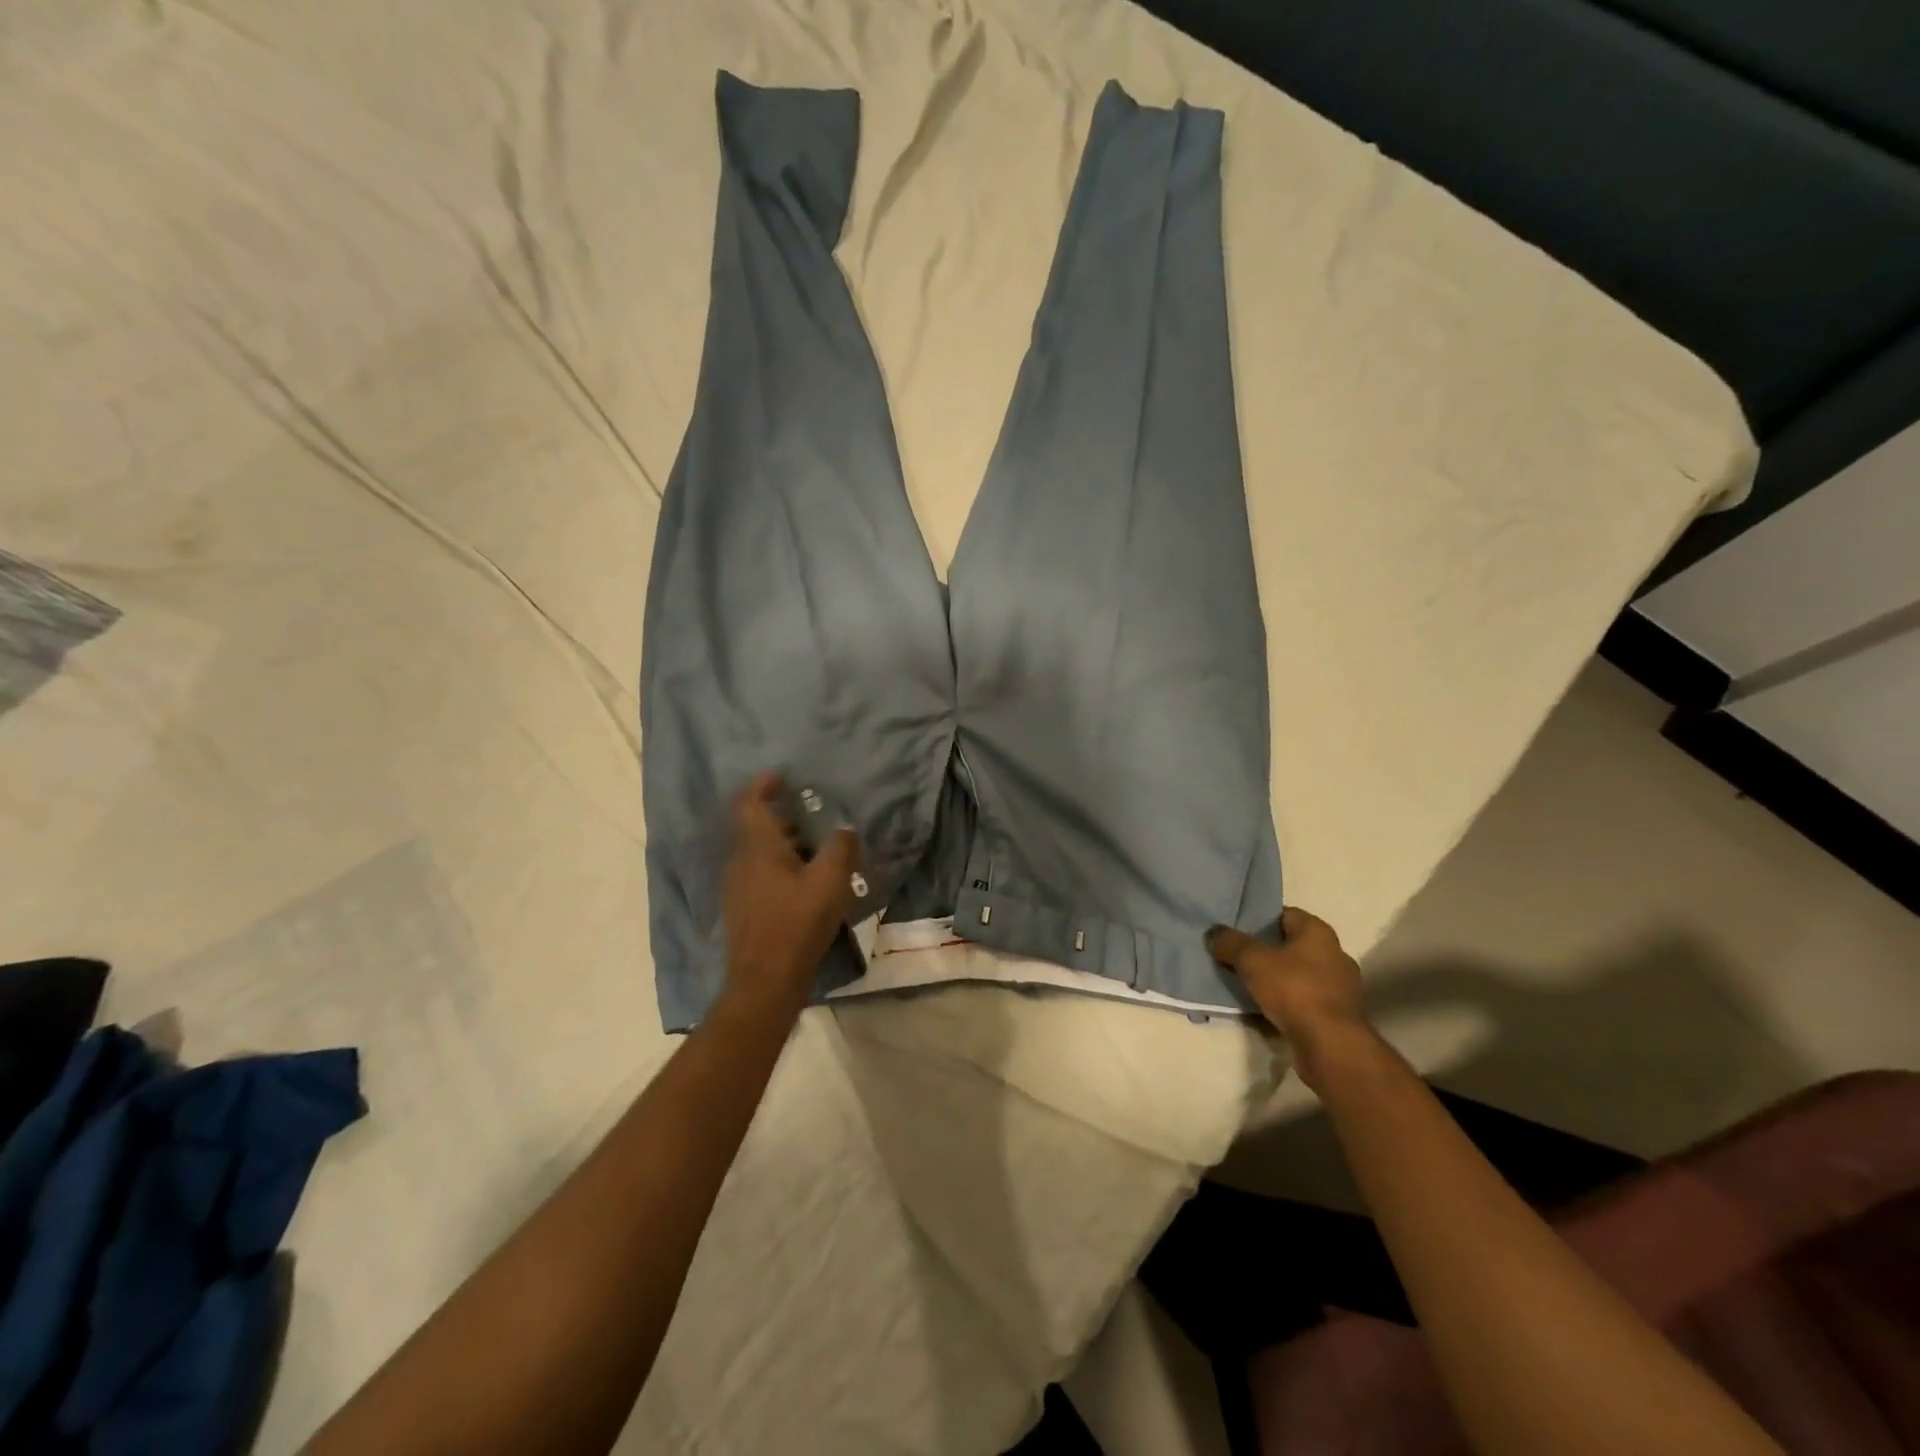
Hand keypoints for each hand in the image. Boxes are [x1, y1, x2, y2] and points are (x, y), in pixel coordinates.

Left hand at [719, 773, 862, 1016]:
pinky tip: (806, 882)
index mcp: (758, 848)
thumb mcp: (829, 882)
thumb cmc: (796, 925)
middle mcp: (741, 862)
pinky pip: (760, 874)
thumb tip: (845, 830)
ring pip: (759, 852)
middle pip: (755, 827)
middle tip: (811, 813)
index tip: (781, 776)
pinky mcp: (744, 910)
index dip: (762, 785)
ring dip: (783, 843)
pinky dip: (780, 866)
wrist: (764, 983)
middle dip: (782, 816)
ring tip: (816, 848)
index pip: (749, 803)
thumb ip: (840, 849)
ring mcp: (738, 888)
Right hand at [1207, 907, 1371, 1090]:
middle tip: (1236, 957)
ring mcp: (1339, 987)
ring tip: (1245, 986)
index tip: (1236, 930)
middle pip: (1290, 946)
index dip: (1259, 919)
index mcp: (1318, 932)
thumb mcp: (1252, 960)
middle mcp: (1334, 954)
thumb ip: (1230, 943)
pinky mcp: (1337, 1016)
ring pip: (1296, 975)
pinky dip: (1285, 1004)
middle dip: (1265, 952)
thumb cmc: (1294, 990)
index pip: (1285, 914)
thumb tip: (1214, 932)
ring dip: (1275, 980)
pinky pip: (1303, 1001)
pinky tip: (1263, 1011)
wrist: (1330, 1045)